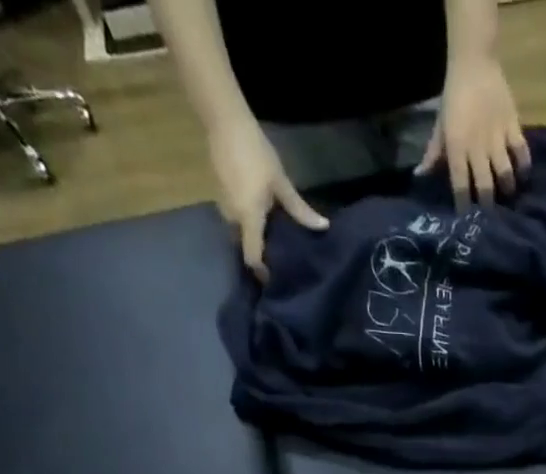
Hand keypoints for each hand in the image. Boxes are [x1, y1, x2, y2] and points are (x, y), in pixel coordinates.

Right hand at [210, 118, 326, 279]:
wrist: (224, 120)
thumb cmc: (255, 152)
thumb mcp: (281, 183)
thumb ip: (300, 209)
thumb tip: (324, 227)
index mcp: (248, 218)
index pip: (253, 257)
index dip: (262, 273)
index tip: (275, 280)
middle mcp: (232, 219)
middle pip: (246, 247)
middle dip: (262, 255)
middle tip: (282, 259)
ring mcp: (224, 207)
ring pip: (241, 233)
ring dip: (256, 238)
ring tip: (276, 239)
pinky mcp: (221, 196)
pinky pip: (237, 219)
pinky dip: (249, 224)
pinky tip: (264, 219)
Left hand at [419, 54, 530, 207]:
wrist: (474, 61)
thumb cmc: (454, 96)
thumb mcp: (440, 126)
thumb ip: (433, 154)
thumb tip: (420, 177)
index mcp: (457, 148)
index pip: (460, 187)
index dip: (464, 207)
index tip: (466, 222)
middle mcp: (477, 148)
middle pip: (484, 187)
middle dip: (487, 207)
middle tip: (490, 219)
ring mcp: (497, 137)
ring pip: (505, 174)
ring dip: (507, 190)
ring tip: (508, 197)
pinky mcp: (513, 126)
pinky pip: (522, 152)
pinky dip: (524, 167)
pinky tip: (523, 176)